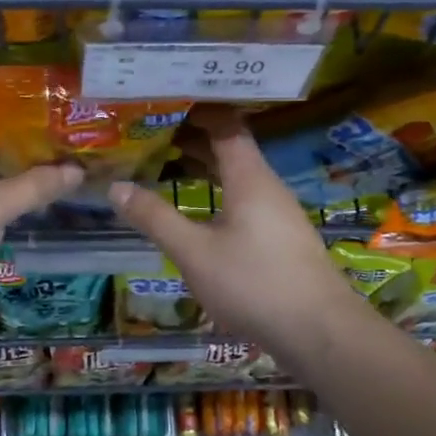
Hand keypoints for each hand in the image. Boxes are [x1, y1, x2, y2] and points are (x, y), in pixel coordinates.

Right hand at [107, 107, 357, 355]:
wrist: (319, 332)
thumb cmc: (254, 284)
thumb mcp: (194, 253)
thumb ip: (155, 218)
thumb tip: (115, 187)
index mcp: (249, 177)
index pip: (225, 125)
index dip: (196, 111)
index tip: (163, 103)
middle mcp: (267, 185)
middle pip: (230, 148)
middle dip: (192, 138)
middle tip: (151, 134)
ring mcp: (278, 212)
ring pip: (238, 175)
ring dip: (205, 166)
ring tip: (166, 166)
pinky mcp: (282, 237)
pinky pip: (245, 198)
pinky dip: (218, 191)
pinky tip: (199, 210)